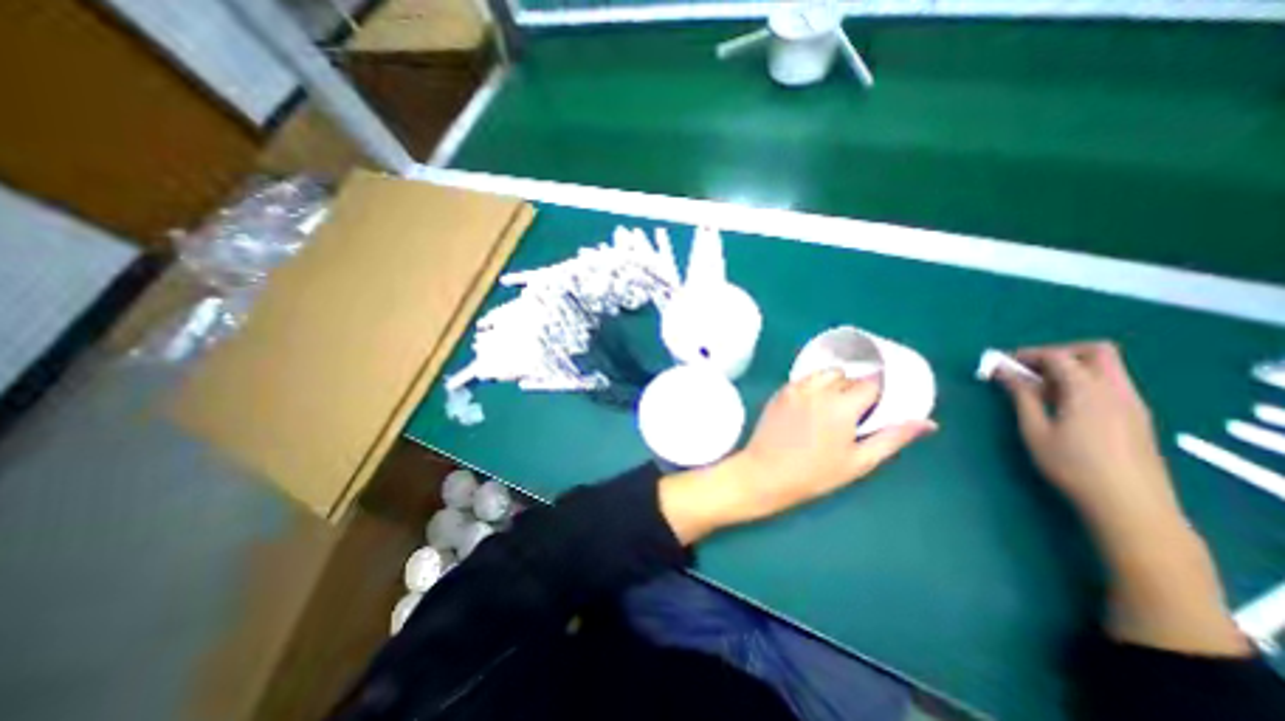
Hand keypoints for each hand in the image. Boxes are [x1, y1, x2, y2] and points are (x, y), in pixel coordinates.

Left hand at [664, 368, 936, 543]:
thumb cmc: (814, 474)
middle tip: (853, 413)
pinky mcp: (780, 391)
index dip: (877, 395)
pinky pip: (804, 380)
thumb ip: (892, 438)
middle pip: (847, 376)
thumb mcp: (859, 461)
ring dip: (834, 384)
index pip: (870, 384)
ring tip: (832, 408)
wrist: (765, 472)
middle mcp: (818, 389)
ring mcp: (795, 388)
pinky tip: (812, 407)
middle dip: (855, 390)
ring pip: (824, 373)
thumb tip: (926, 423)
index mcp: (842, 405)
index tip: (876, 408)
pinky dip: (814, 387)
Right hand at [999, 344, 1177, 535]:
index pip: (1058, 356)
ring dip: (1072, 368)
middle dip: (1058, 353)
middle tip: (1029, 369)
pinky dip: (1085, 382)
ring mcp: (1133, 403)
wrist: (1130, 505)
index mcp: (1088, 391)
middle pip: (1095, 352)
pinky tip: (1065, 404)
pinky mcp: (1138, 417)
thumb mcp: (1035, 430)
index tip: (1002, 363)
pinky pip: (1111, 384)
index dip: (1027, 354)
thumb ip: (1021, 397)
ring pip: (1106, 368)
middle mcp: (1116, 390)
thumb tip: (1004, 372)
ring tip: (1042, 389)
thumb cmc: (1072, 466)